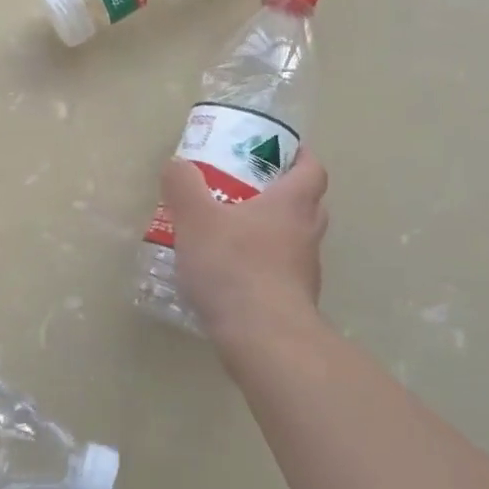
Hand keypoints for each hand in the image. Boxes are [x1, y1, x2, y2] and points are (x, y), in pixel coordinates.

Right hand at [162, 151, 328, 339]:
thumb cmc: (234, 266)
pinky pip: (280, 274)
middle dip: (282, 193)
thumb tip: (177, 164)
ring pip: (294, 241)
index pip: (311, 169)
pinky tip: (231, 276)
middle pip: (306, 204)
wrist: (263, 337)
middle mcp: (307, 233)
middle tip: (248, 189)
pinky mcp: (294, 302)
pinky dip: (263, 268)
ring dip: (271, 233)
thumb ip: (183, 187)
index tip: (279, 151)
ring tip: (232, 234)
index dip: (299, 156)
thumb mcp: (196, 219)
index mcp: (292, 204)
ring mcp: (305, 271)